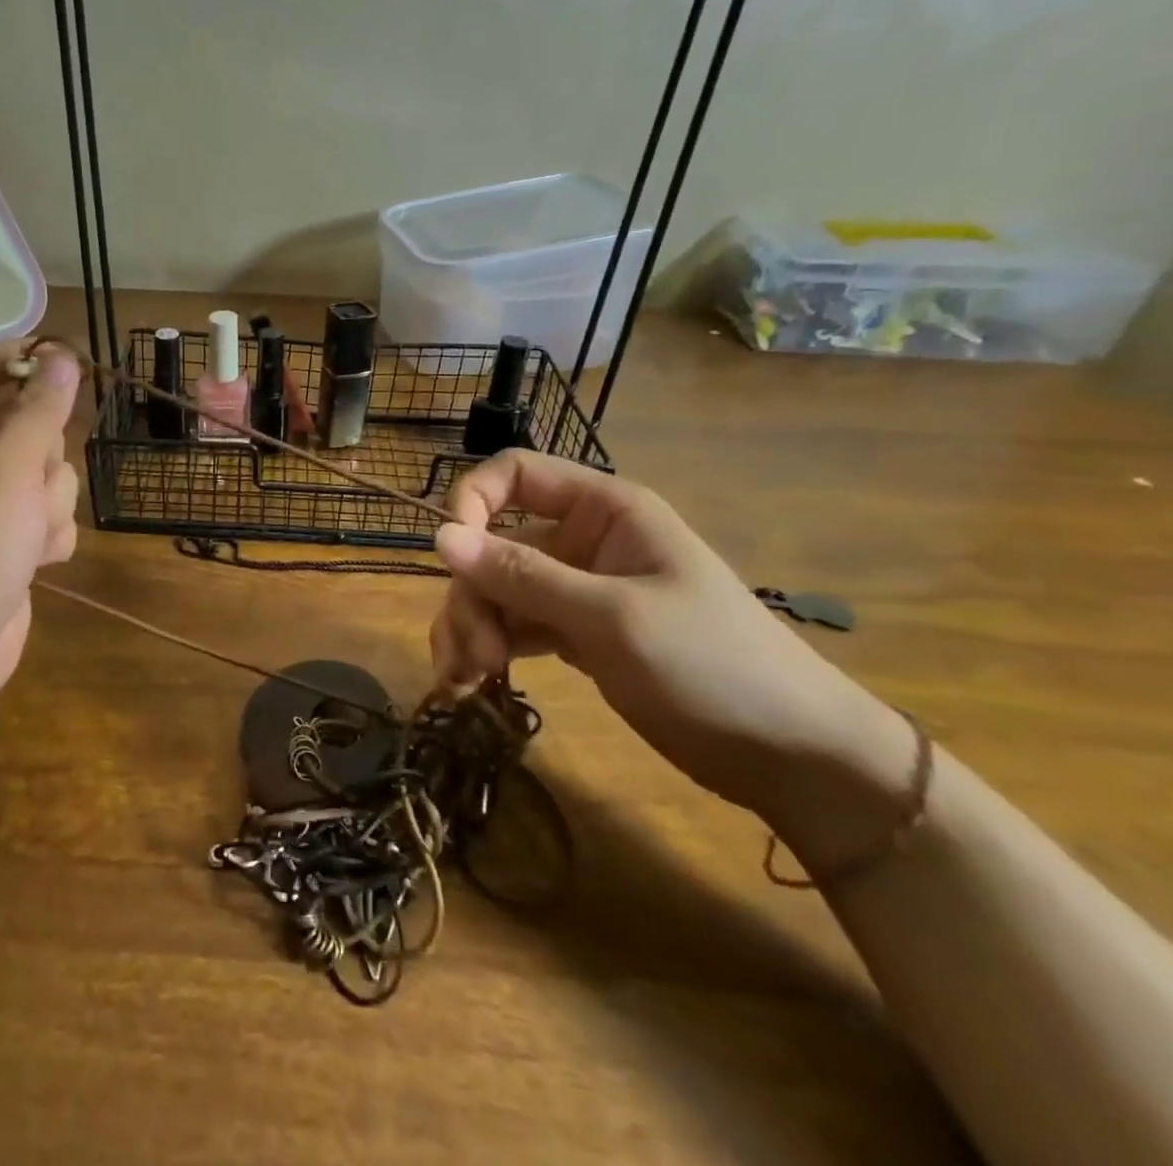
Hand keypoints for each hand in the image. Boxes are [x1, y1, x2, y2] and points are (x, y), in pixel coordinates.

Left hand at [0, 345, 81, 706]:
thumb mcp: (9, 470)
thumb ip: (40, 411)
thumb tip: (62, 355)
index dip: (26, 360)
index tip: (72, 364)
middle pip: (26, 420)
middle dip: (44, 453)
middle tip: (31, 480)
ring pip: (48, 471)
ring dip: (50, 503)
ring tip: (28, 534)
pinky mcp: (11, 536)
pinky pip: (49, 513)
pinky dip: (49, 536)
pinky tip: (35, 562)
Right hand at [430, 451, 908, 826]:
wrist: (793, 758)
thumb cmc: (713, 667)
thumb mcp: (611, 618)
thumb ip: (522, 576)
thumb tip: (440, 536)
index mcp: (605, 511)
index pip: (515, 474)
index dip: (473, 502)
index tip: (451, 555)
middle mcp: (583, 541)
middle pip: (493, 545)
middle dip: (471, 597)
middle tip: (471, 658)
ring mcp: (576, 588)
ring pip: (495, 590)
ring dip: (470, 629)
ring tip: (466, 681)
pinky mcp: (573, 633)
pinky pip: (511, 626)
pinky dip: (487, 650)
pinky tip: (471, 685)